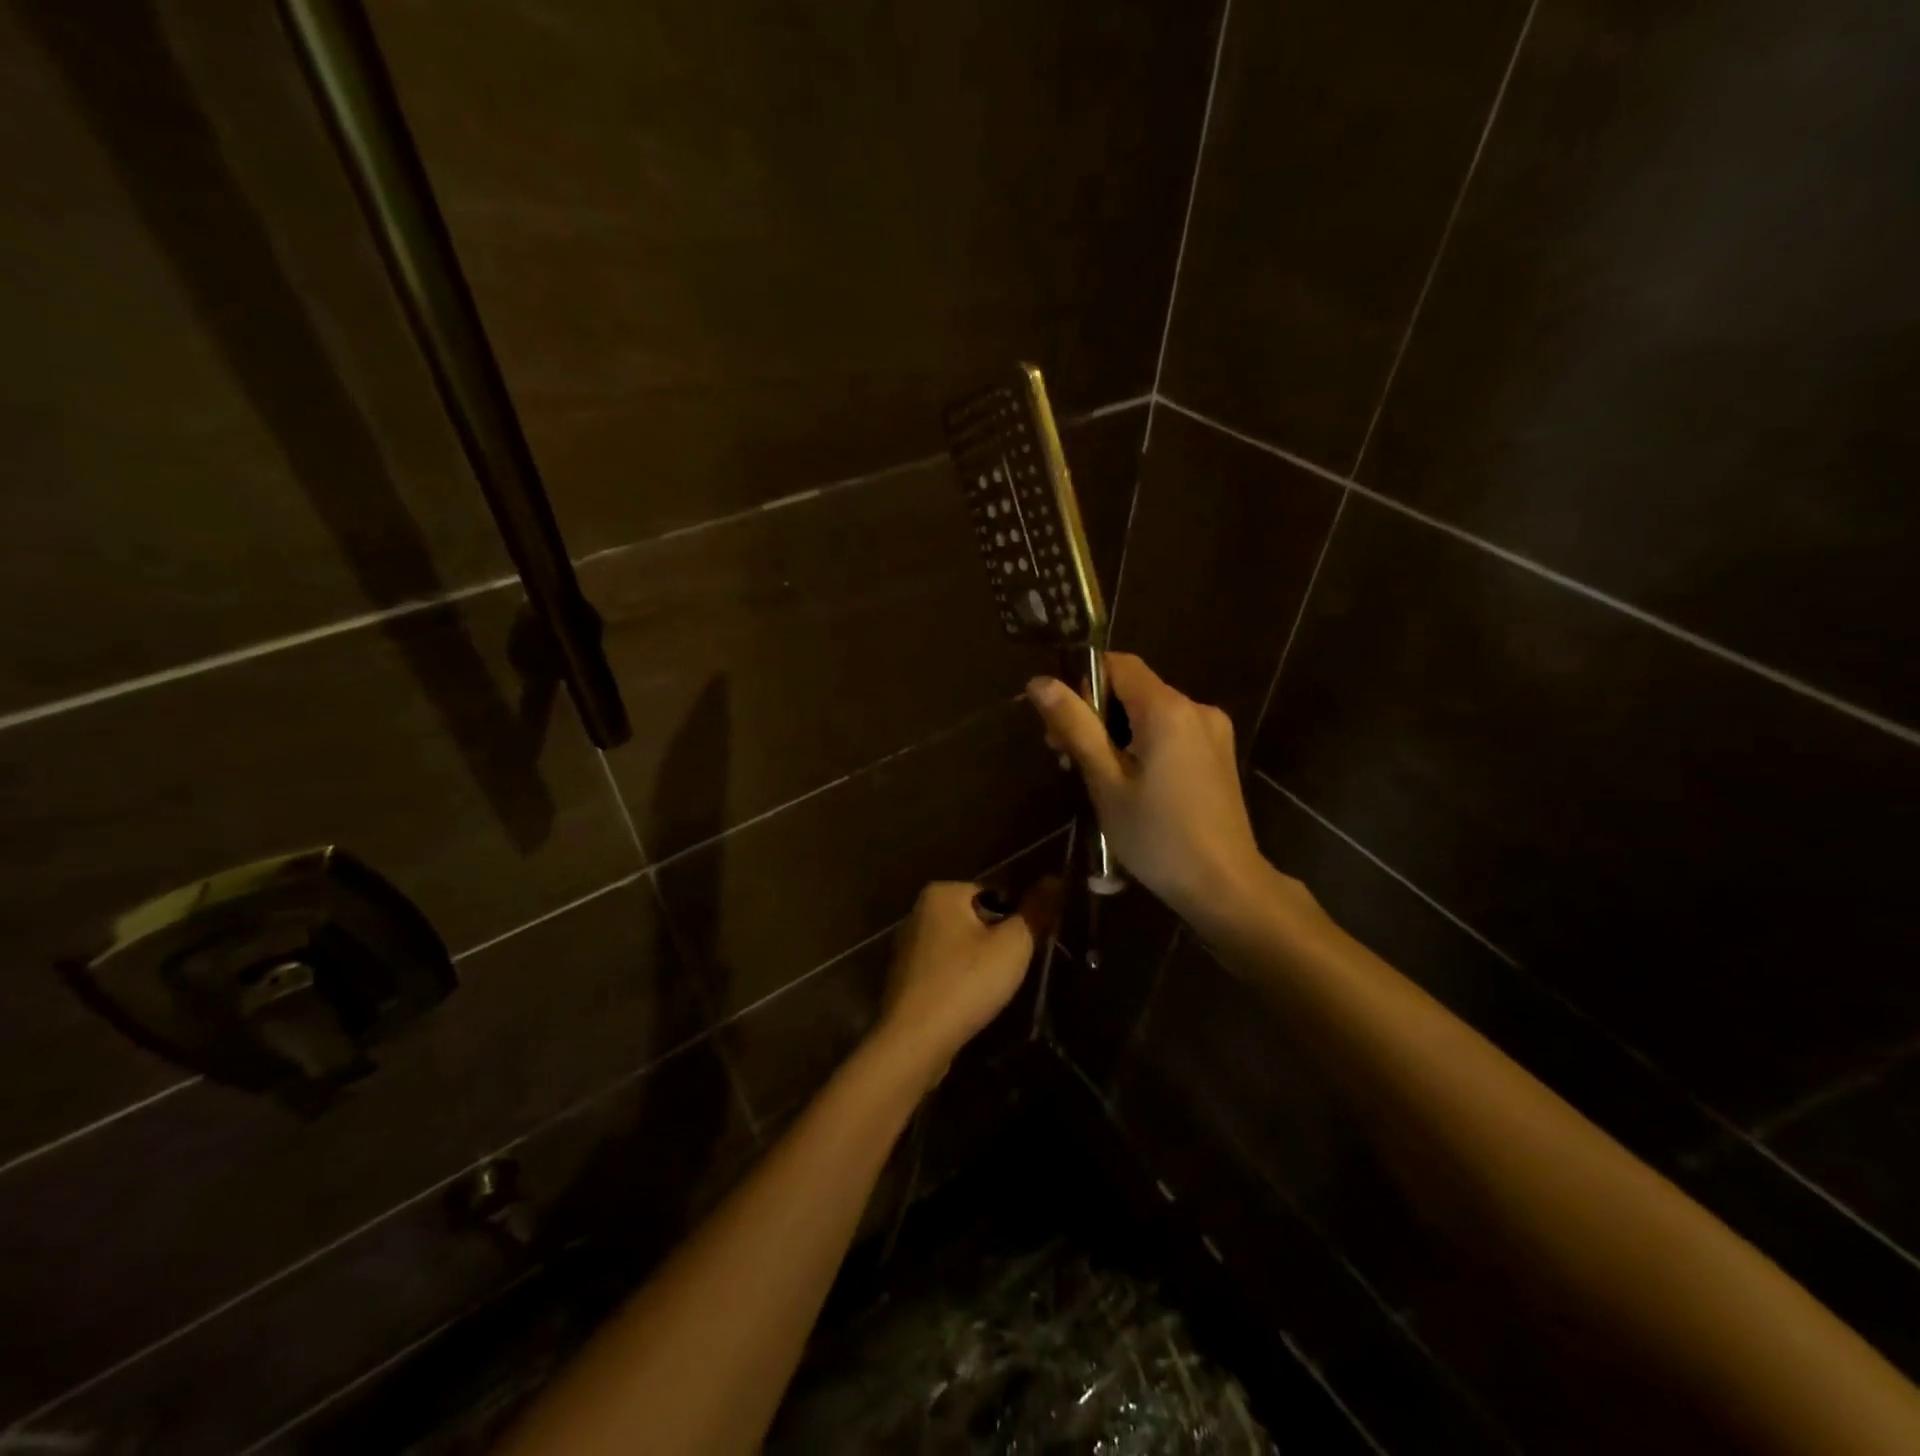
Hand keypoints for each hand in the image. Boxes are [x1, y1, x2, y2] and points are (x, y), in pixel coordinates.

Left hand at [873, 879, 1059, 1087]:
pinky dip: (958, 983)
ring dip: (977, 966)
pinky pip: (943, 971)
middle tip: (1009, 973)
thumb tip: (1056, 878)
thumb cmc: (966, 983)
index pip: (995, 894)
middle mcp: (917, 912)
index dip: (1016, 921)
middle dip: (996, 944)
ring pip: (960, 948)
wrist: (914, 1042)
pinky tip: (967, 1005)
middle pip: (976, 921)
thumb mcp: (1013, 945)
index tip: (1025, 949)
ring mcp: (906, 947)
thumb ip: (1036, 910)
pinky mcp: (903, 979)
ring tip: (990, 992)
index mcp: (941, 893)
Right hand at [1026, 654, 1267, 920]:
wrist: (1224, 885)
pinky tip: (1131, 784)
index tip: (1062, 724)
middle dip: (1096, 714)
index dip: (1083, 683)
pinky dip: (1143, 745)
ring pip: (1151, 713)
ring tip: (1096, 778)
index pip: (1118, 664)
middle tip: (1066, 758)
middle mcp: (1196, 707)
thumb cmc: (1156, 836)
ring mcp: (1212, 731)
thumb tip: (1040, 683)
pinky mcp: (1218, 754)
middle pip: (1134, 689)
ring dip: (1117, 733)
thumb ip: (1075, 726)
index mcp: (1167, 709)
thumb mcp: (1105, 782)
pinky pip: (1171, 732)